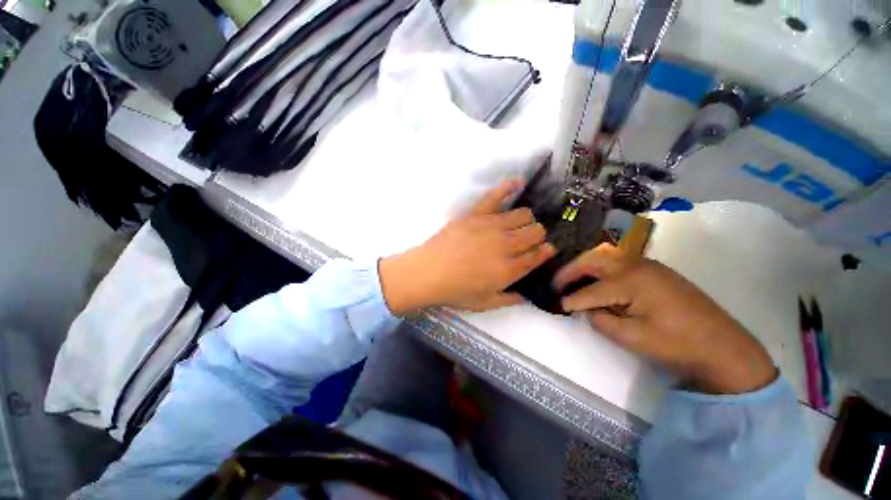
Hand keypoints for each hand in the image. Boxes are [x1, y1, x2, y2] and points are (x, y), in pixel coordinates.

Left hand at [379, 180, 556, 313]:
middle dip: (537, 236)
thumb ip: (510, 299)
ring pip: (523, 214)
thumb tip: (528, 296)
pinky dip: (509, 187)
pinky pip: (496, 195)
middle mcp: (506, 244)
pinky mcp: (476, 214)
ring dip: (526, 220)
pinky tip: (519, 183)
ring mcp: (491, 226)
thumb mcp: (485, 303)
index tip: (546, 251)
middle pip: (536, 231)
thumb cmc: (455, 291)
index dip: (545, 252)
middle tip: (527, 242)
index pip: (539, 254)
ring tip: (518, 225)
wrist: (427, 272)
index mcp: (510, 269)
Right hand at [554, 244, 776, 394]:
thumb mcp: (634, 338)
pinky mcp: (656, 270)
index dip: (572, 300)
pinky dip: (601, 268)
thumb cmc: (679, 344)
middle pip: (594, 260)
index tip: (558, 306)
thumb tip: (587, 310)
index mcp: (632, 281)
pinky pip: (619, 261)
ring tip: (572, 280)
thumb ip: (602, 321)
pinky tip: (597, 281)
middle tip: (557, 284)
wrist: (725, 347)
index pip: (591, 290)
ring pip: (606, 256)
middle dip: (570, 271)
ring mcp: (648, 265)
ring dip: (585, 266)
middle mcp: (637, 265)